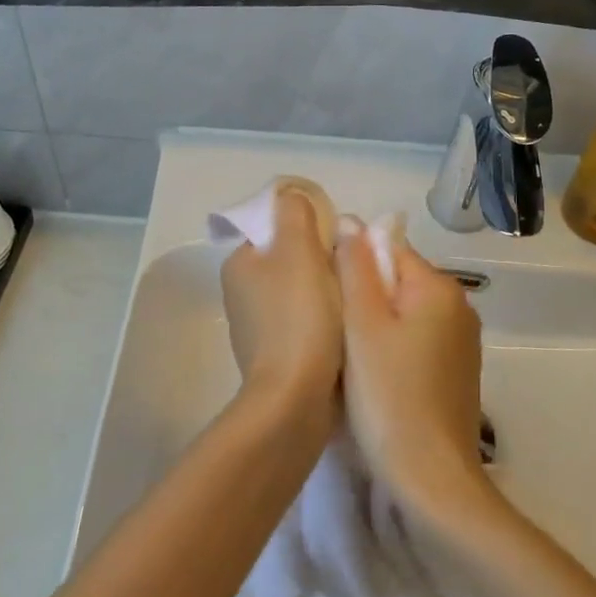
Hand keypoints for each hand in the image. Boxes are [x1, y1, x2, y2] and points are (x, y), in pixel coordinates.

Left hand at [220, 188, 343, 408]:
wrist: (295, 399)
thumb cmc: (299, 318)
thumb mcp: (299, 251)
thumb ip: (295, 214)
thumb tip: (292, 197)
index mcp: (240, 263)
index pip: (277, 227)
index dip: (311, 226)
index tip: (339, 242)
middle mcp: (242, 292)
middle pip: (292, 258)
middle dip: (324, 259)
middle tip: (353, 269)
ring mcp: (258, 326)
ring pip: (302, 290)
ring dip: (328, 290)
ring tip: (355, 298)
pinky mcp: (277, 354)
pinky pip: (306, 322)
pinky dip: (325, 320)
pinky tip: (345, 328)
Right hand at [335, 224, 489, 518]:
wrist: (431, 476)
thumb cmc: (388, 394)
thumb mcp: (362, 325)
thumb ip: (355, 268)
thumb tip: (350, 222)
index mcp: (438, 287)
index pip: (386, 248)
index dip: (350, 263)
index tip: (323, 293)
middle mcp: (458, 306)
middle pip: (397, 279)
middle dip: (362, 295)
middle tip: (330, 328)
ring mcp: (461, 341)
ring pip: (404, 312)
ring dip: (374, 323)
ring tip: (345, 353)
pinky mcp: (456, 371)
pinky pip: (416, 340)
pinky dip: (391, 347)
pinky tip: (372, 375)